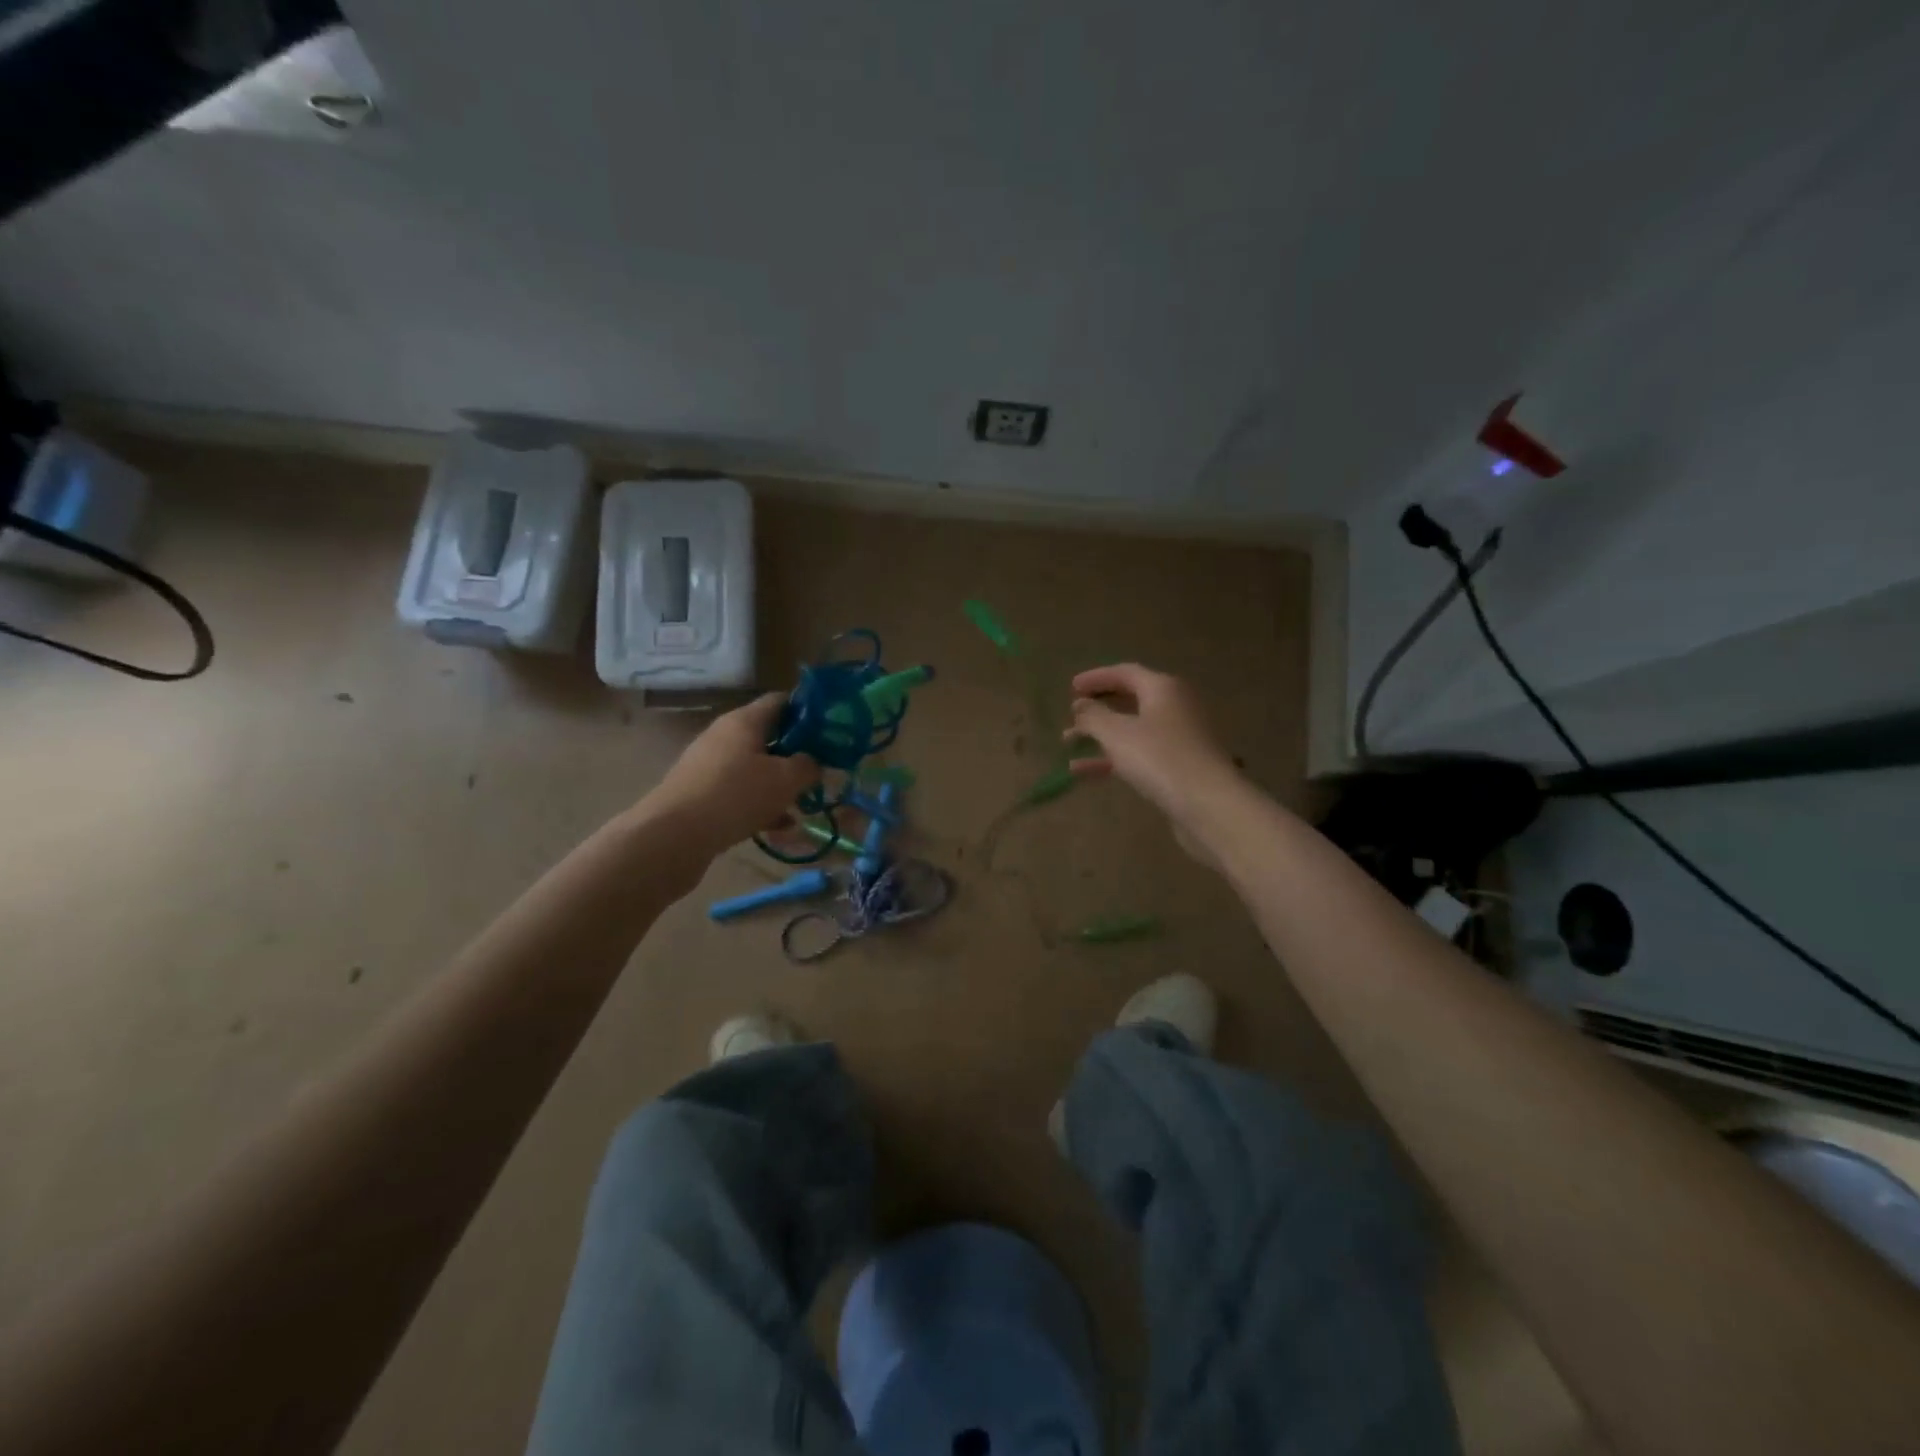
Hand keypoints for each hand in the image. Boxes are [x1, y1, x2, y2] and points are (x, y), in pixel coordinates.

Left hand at [641, 694, 817, 856]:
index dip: (808, 711)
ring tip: (803, 805)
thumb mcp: (785, 780)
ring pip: (755, 768)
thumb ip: (808, 766)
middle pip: (768, 736)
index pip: (781, 701)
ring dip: (779, 784)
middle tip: (820, 771)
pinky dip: (760, 805)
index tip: (830, 729)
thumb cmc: (736, 795)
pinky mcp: (700, 793)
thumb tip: (814, 762)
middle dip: (796, 754)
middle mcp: (724, 736)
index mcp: (744, 720)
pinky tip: (779, 826)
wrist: (673, 836)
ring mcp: (709, 765)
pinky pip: (739, 792)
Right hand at [1064, 664, 1239, 825]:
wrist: (1208, 804)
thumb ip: (1093, 716)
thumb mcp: (1116, 733)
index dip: (1096, 678)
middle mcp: (1175, 707)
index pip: (1125, 673)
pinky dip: (1113, 758)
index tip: (1071, 688)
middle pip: (1131, 699)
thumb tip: (1081, 706)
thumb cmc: (1159, 758)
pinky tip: (1084, 773)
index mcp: (1163, 688)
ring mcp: (1180, 738)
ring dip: (1100, 735)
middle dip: (1098, 707)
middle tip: (1072, 714)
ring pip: (1133, 730)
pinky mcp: (1180, 766)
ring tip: (1068, 743)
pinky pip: (1140, 754)